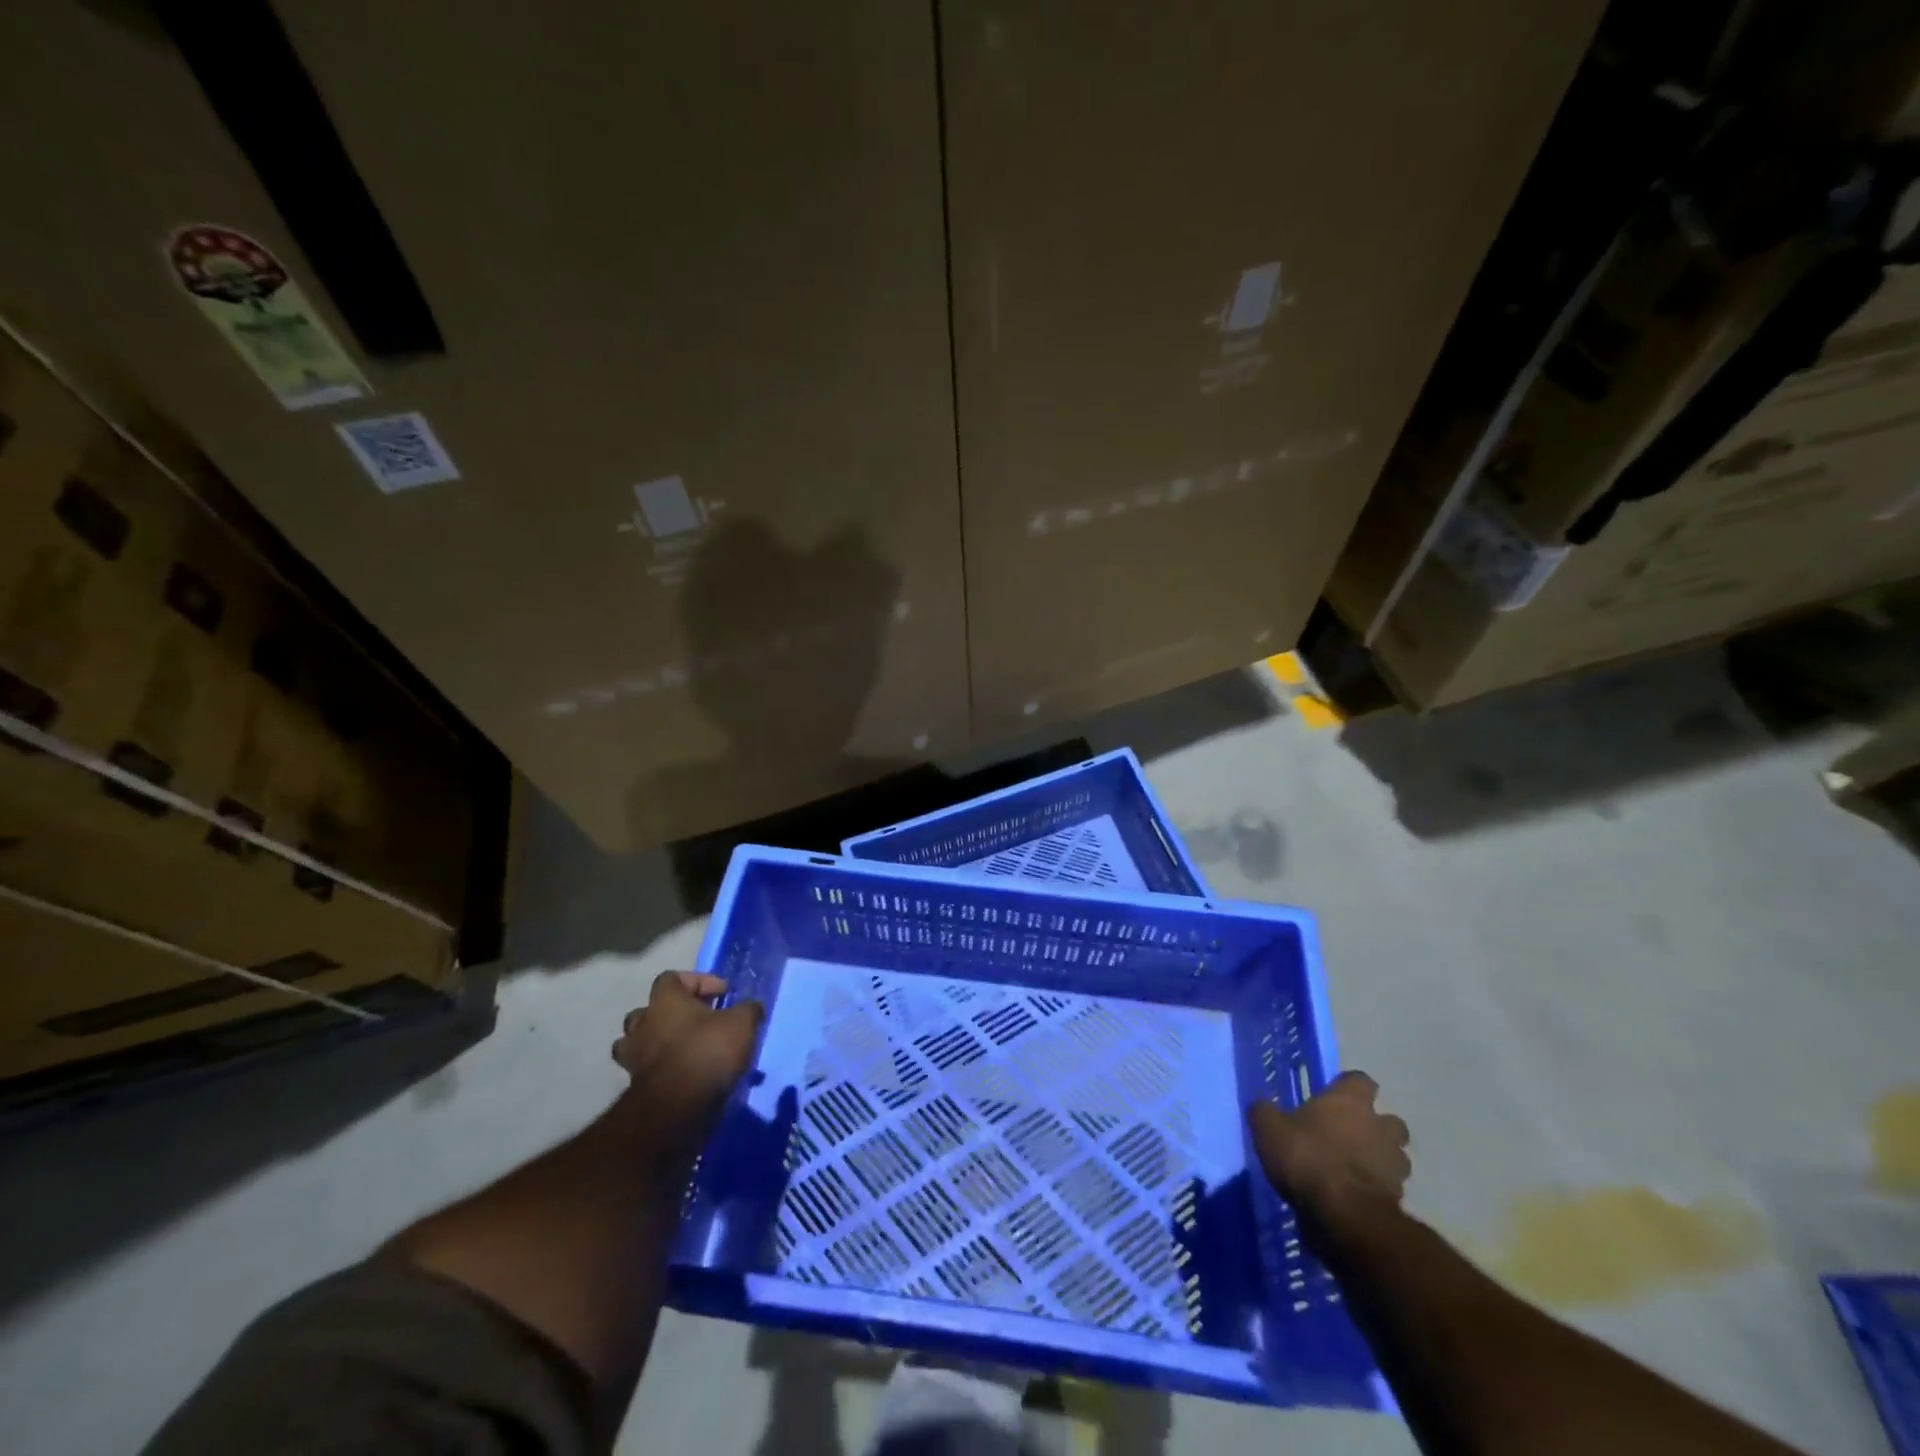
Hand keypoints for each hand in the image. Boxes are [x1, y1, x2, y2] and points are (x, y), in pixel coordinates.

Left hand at [612, 972, 763, 1150]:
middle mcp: (642, 1024)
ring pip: (638, 1042)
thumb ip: (747, 1009)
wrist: (677, 1108)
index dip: (699, 981)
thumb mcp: (742, 1023)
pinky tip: (684, 1075)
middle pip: (648, 1010)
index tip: (723, 994)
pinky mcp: (635, 1087)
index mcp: (664, 1001)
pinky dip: (661, 1069)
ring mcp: (634, 1057)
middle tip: (697, 1021)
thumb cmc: (707, 1052)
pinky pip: (646, 1070)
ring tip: (684, 1049)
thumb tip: (750, 1007)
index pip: (672, 977)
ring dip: (658, 1042)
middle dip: (671, 1013)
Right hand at [1249, 1071, 1410, 1224]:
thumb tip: (1262, 1106)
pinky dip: (1376, 1189)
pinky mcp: (1400, 1199)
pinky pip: (1390, 1188)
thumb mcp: (1269, 1129)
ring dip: (1380, 1159)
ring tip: (1354, 1170)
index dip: (1347, 1087)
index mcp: (1350, 1101)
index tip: (1332, 1097)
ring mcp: (1394, 1164)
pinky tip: (1354, 1197)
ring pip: (1395, 1155)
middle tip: (1348, 1136)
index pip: (1360, 1080)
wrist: (1345, 1215)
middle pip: (1388, 1120)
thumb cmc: (1307, 1157)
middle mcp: (1379, 1126)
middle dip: (1374, 1127)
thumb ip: (1265, 1113)